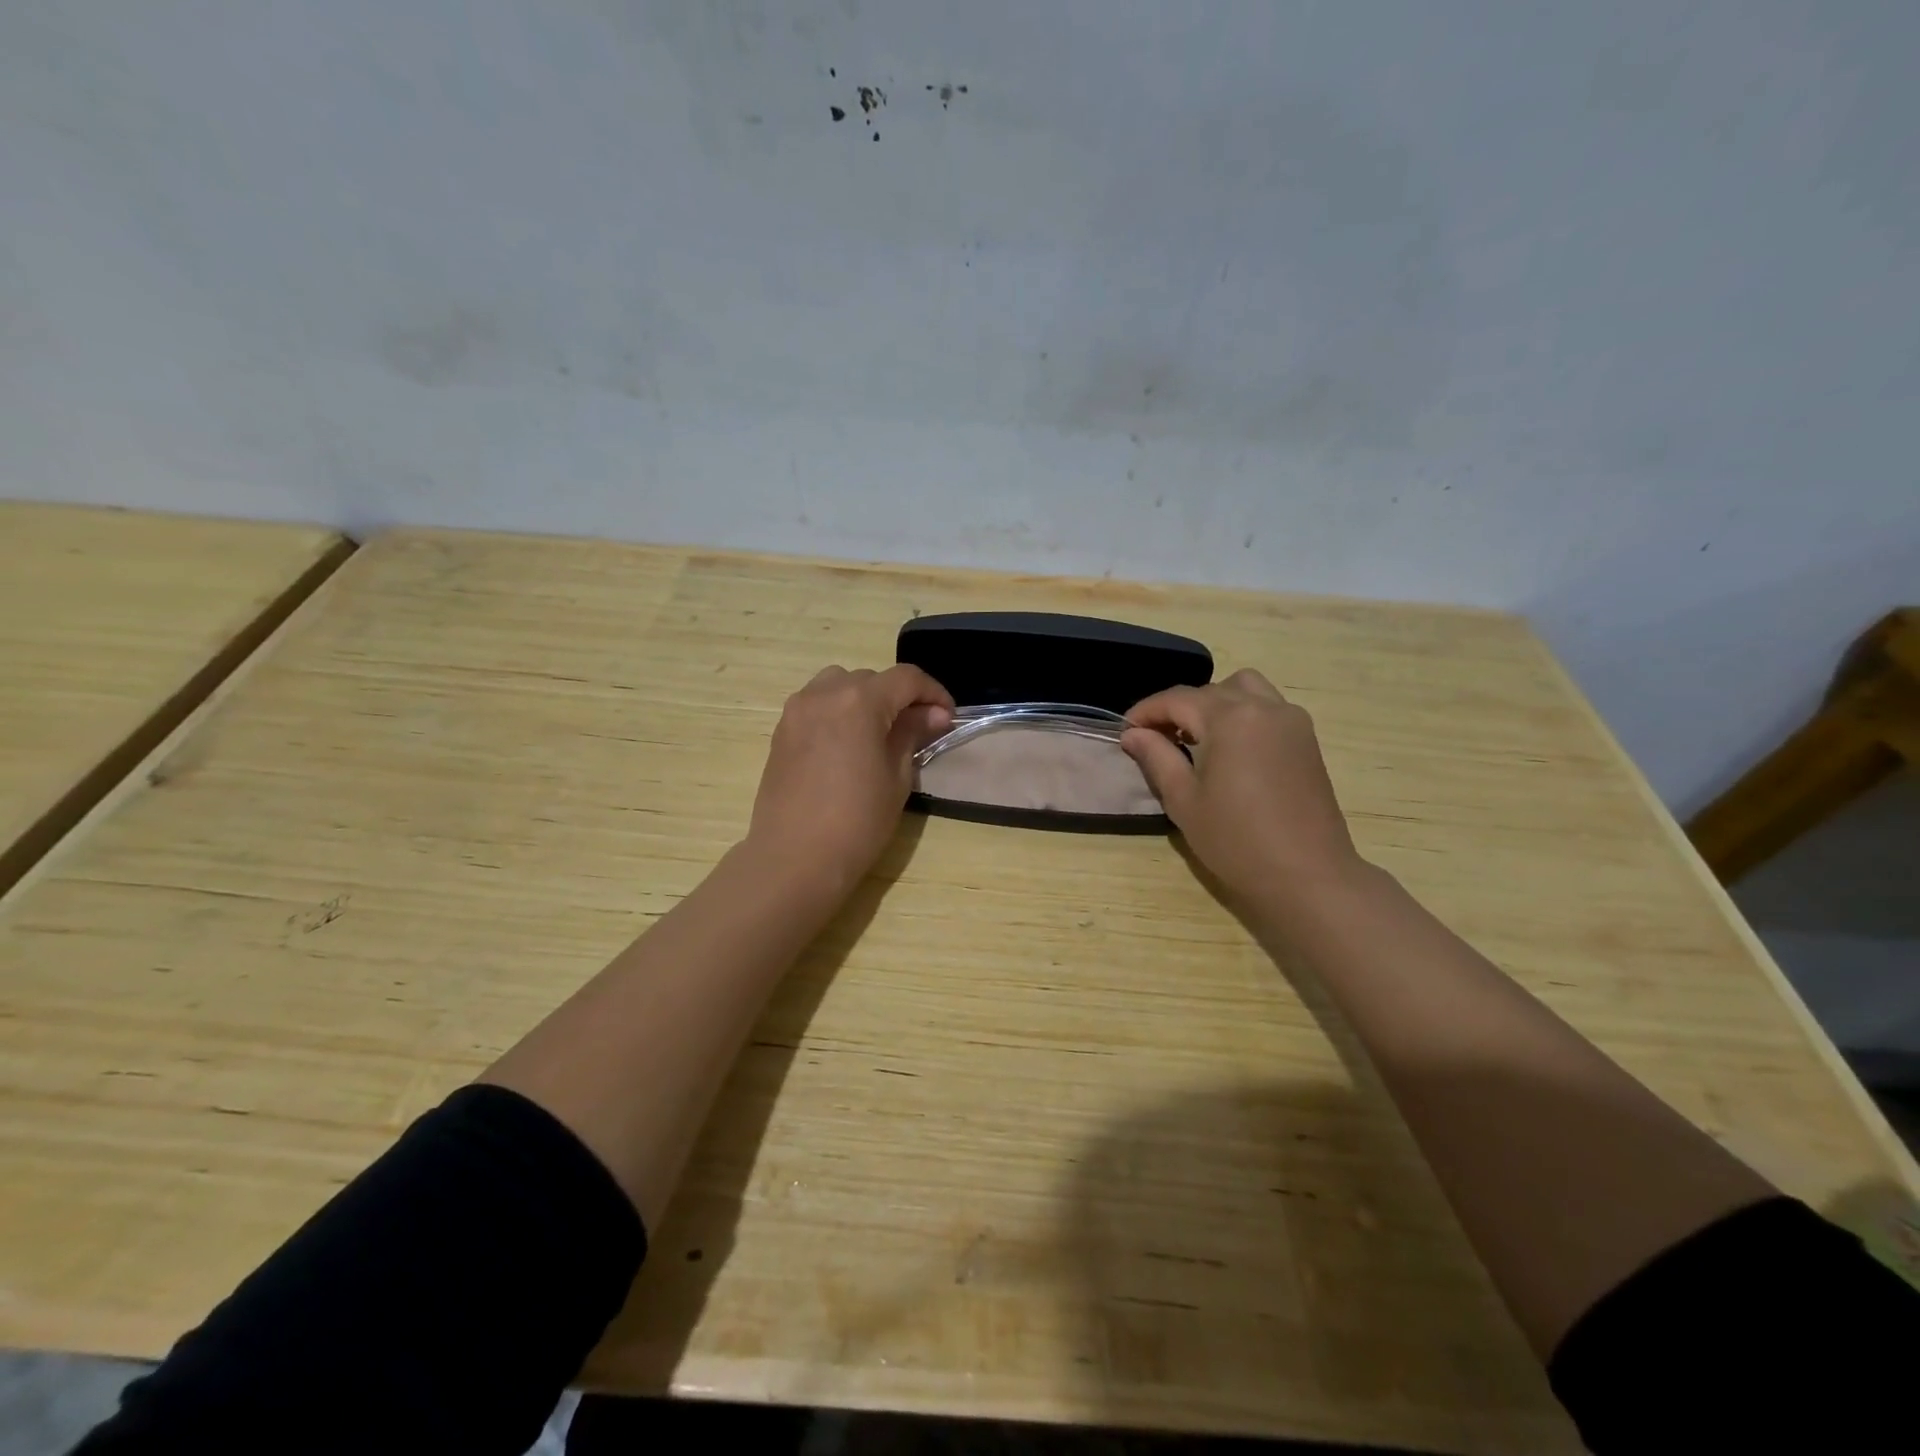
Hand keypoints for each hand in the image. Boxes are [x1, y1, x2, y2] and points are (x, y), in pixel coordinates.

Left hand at [747, 664, 953, 894]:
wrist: (794, 858)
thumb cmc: (857, 821)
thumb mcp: (897, 777)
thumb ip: (913, 735)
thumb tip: (934, 714)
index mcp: (859, 701)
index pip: (906, 679)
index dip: (934, 693)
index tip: (948, 717)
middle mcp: (824, 693)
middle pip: (872, 679)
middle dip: (900, 697)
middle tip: (920, 729)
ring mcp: (797, 710)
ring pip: (840, 685)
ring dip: (866, 699)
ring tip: (881, 731)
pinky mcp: (782, 731)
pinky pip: (817, 705)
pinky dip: (840, 711)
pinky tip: (850, 744)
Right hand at [1121, 669, 1364, 906]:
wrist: (1307, 875)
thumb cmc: (1236, 841)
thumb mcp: (1184, 800)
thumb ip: (1156, 757)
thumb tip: (1132, 734)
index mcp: (1230, 719)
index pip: (1177, 699)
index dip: (1145, 711)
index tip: (1124, 730)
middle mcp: (1264, 707)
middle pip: (1209, 691)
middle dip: (1177, 708)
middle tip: (1155, 739)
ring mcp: (1291, 720)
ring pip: (1244, 689)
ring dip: (1214, 703)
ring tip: (1196, 737)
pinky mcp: (1306, 739)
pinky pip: (1268, 707)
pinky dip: (1242, 713)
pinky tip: (1229, 748)